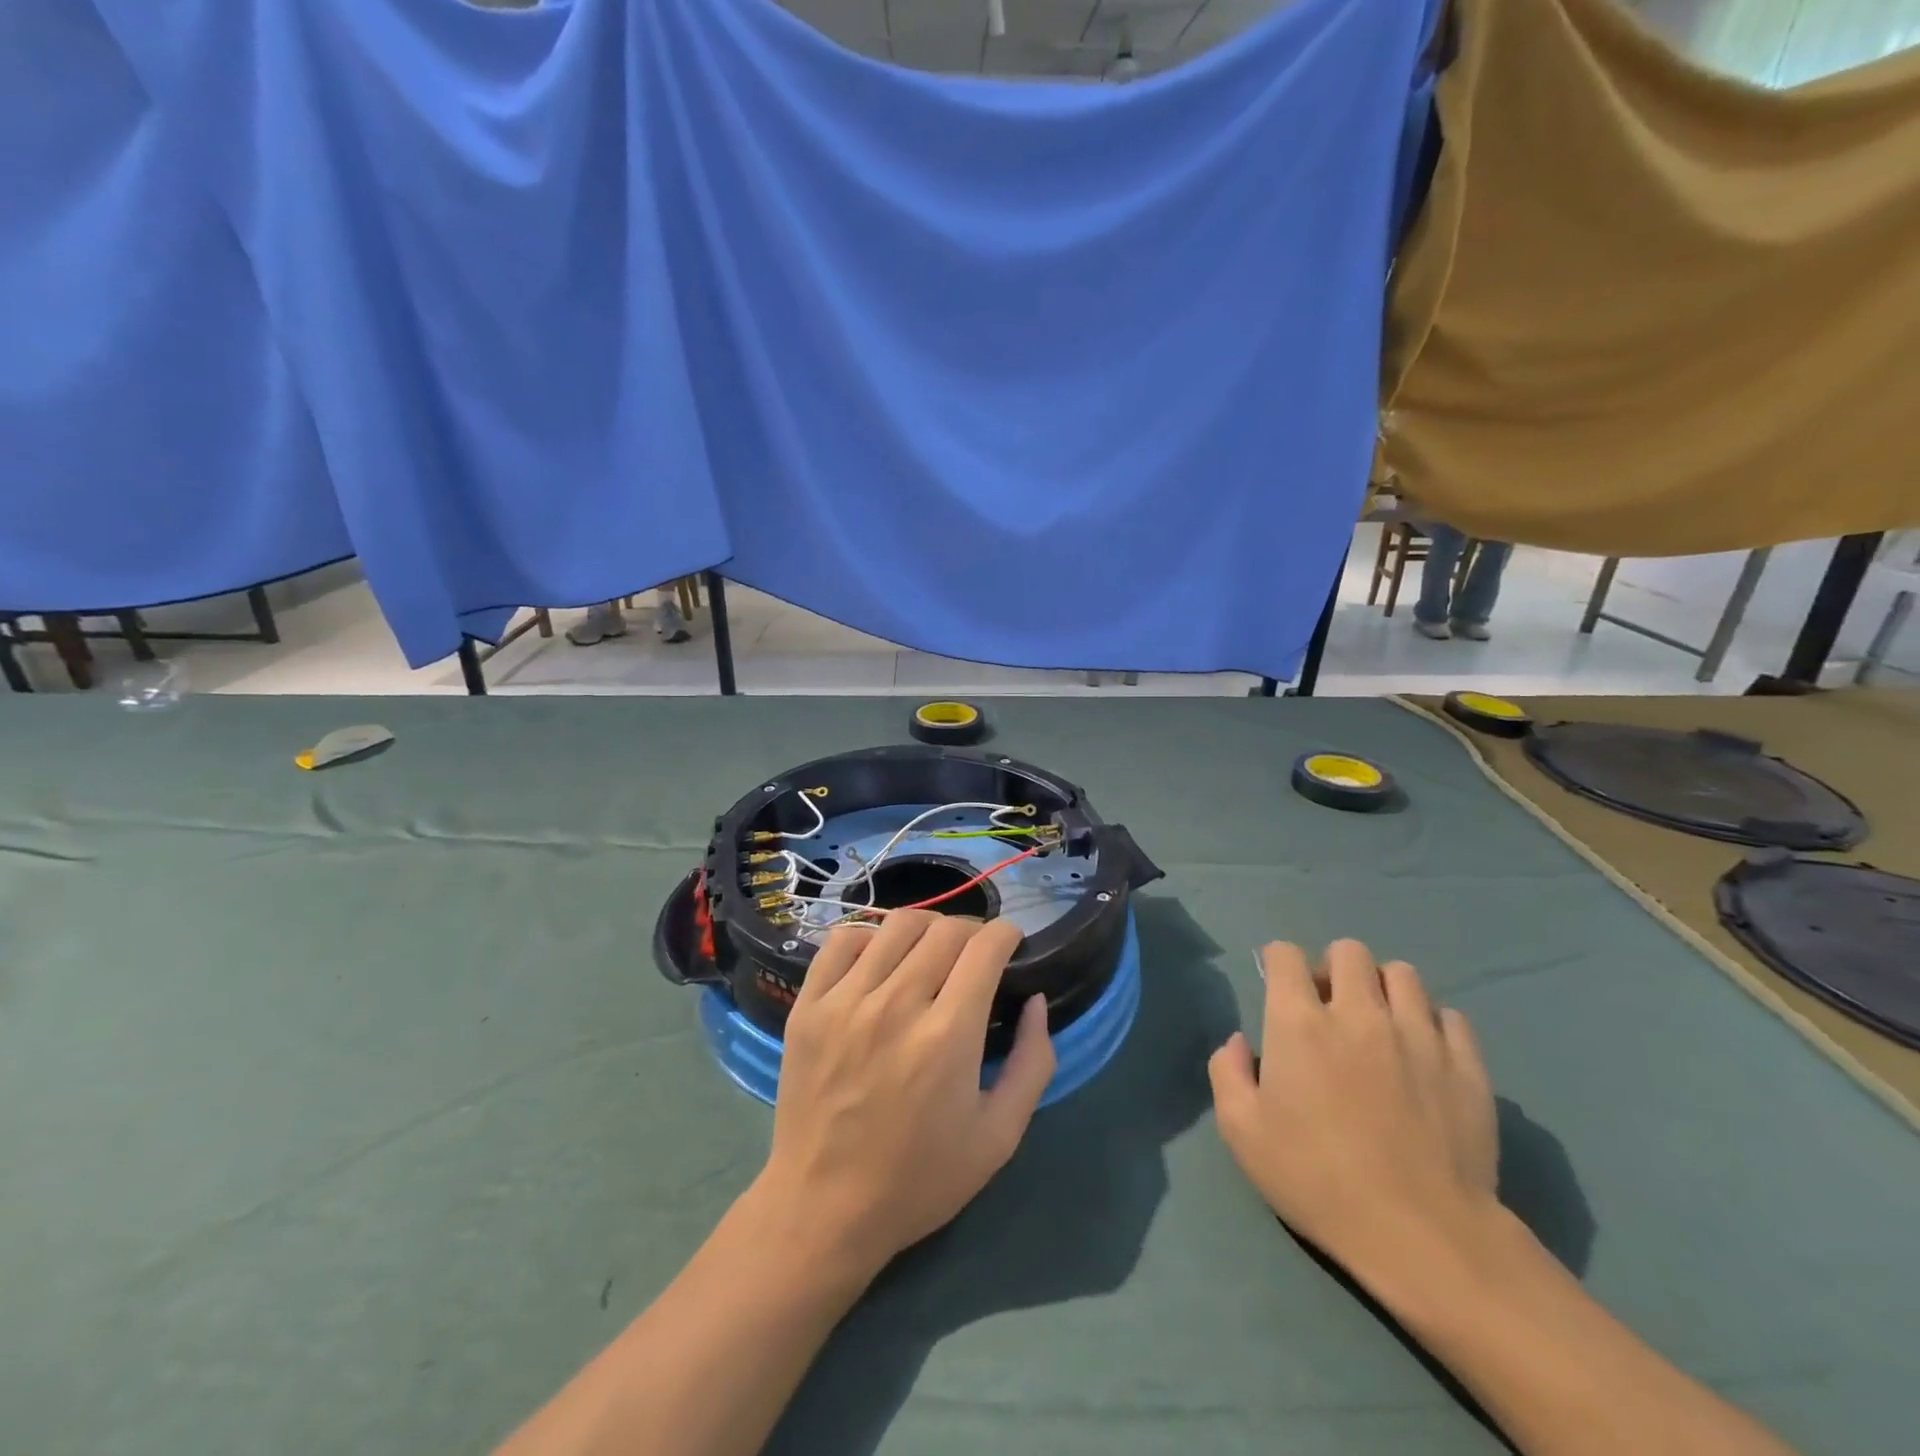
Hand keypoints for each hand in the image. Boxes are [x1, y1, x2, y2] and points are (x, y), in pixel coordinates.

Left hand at [758, 911, 1055, 1269]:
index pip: (985, 947)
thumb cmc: (920, 1179)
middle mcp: (896, 1005)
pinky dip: (870, 937)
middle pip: (945, 930)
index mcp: (948, 1036)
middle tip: (976, 955)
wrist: (823, 1209)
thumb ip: (1032, 1062)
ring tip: (932, 952)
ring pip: (896, 925)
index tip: (1011, 945)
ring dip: (927, 929)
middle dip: (973, 932)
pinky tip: (881, 960)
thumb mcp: (999, 1137)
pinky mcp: (809, 1005)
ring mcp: (845, 1001)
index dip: (1007, 935)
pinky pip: (843, 941)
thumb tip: (1036, 1001)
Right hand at [1207, 940, 1497, 1289]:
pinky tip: (1423, 1055)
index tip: (1279, 987)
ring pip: (1403, 974)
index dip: (1277, 962)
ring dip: (1383, 989)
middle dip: (1333, 968)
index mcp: (1299, 1021)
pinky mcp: (1465, 1063)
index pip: (1285, 954)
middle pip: (1348, 951)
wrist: (1422, 1234)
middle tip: (1330, 1008)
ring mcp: (1418, 1034)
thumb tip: (1239, 1042)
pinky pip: (1450, 1015)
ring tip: (1380, 1025)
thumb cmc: (1317, 1179)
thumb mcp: (1242, 1132)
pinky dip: (1431, 1024)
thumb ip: (1227, 1072)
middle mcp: (1359, 1012)